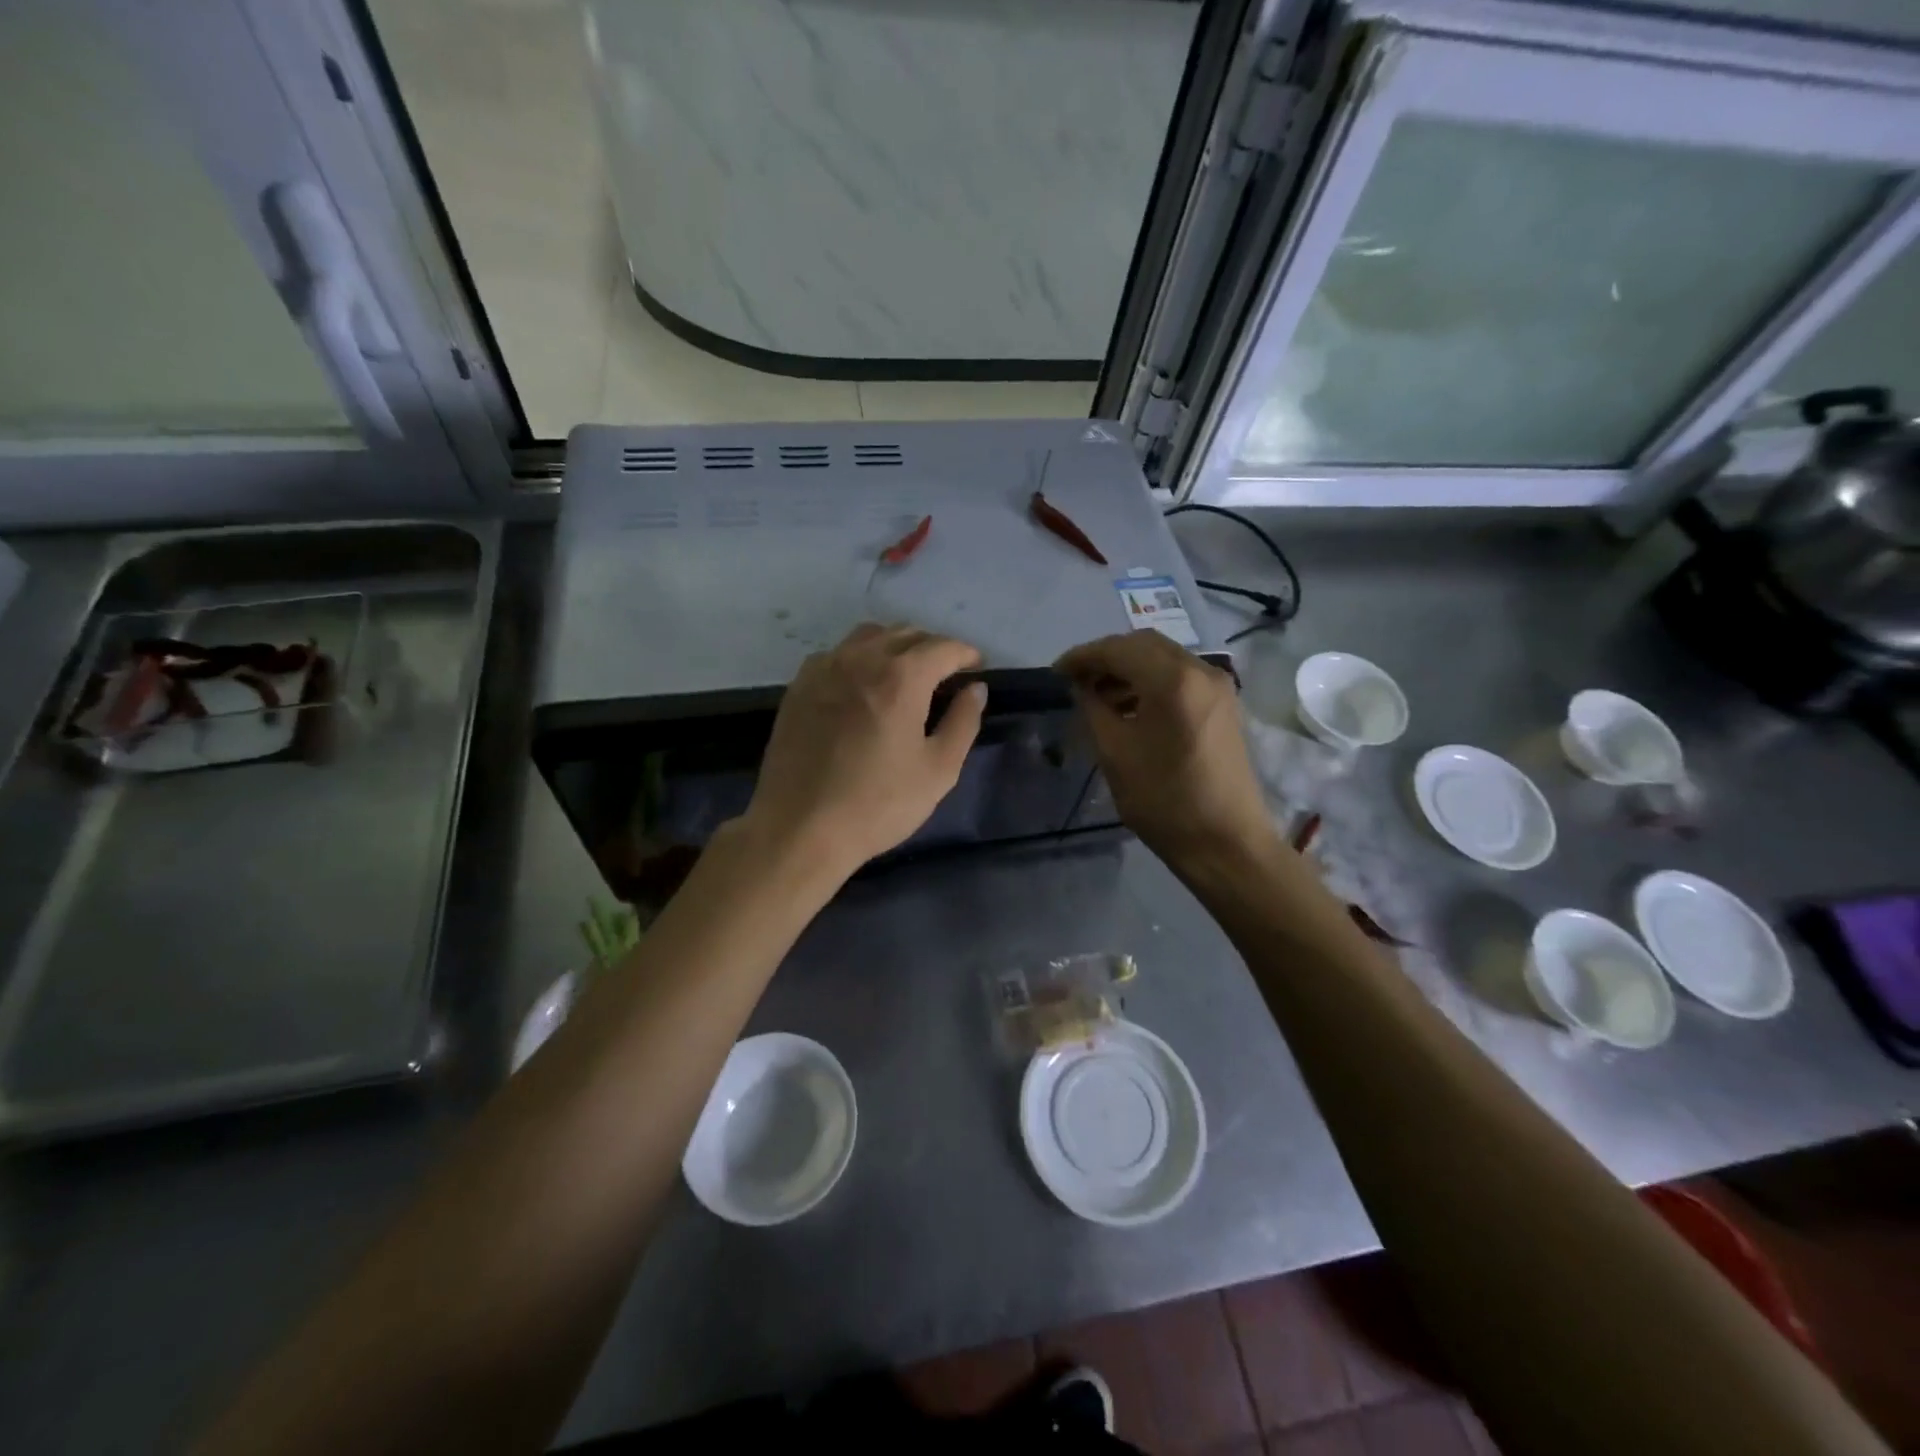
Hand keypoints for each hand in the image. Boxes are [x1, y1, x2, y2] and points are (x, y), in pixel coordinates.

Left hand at [741, 623, 986, 880]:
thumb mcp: (938, 771)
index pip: (942, 647)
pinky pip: (837, 654)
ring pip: (868, 636)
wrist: (799, 828)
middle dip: (932, 647)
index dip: (966, 653)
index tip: (977, 667)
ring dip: (895, 645)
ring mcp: (824, 669)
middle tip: (947, 673)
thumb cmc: (878, 804)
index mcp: (901, 677)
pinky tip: (862, 685)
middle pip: (905, 634)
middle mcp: (861, 659)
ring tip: (906, 673)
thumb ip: (963, 722)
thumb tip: (975, 689)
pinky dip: (860, 658)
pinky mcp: (799, 686)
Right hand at [1055, 632, 1277, 869]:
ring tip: (1098, 696)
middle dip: (1106, 657)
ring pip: (1164, 658)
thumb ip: (1093, 708)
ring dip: (1129, 669)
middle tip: (1076, 681)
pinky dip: (1151, 682)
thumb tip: (1082, 686)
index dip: (1082, 656)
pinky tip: (1130, 707)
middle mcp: (1202, 670)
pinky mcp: (1224, 705)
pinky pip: (1181, 677)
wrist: (1226, 843)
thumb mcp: (1114, 754)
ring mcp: (1219, 686)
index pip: (1118, 649)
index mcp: (1173, 680)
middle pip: (1144, 645)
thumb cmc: (1164, 801)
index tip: (1056, 673)